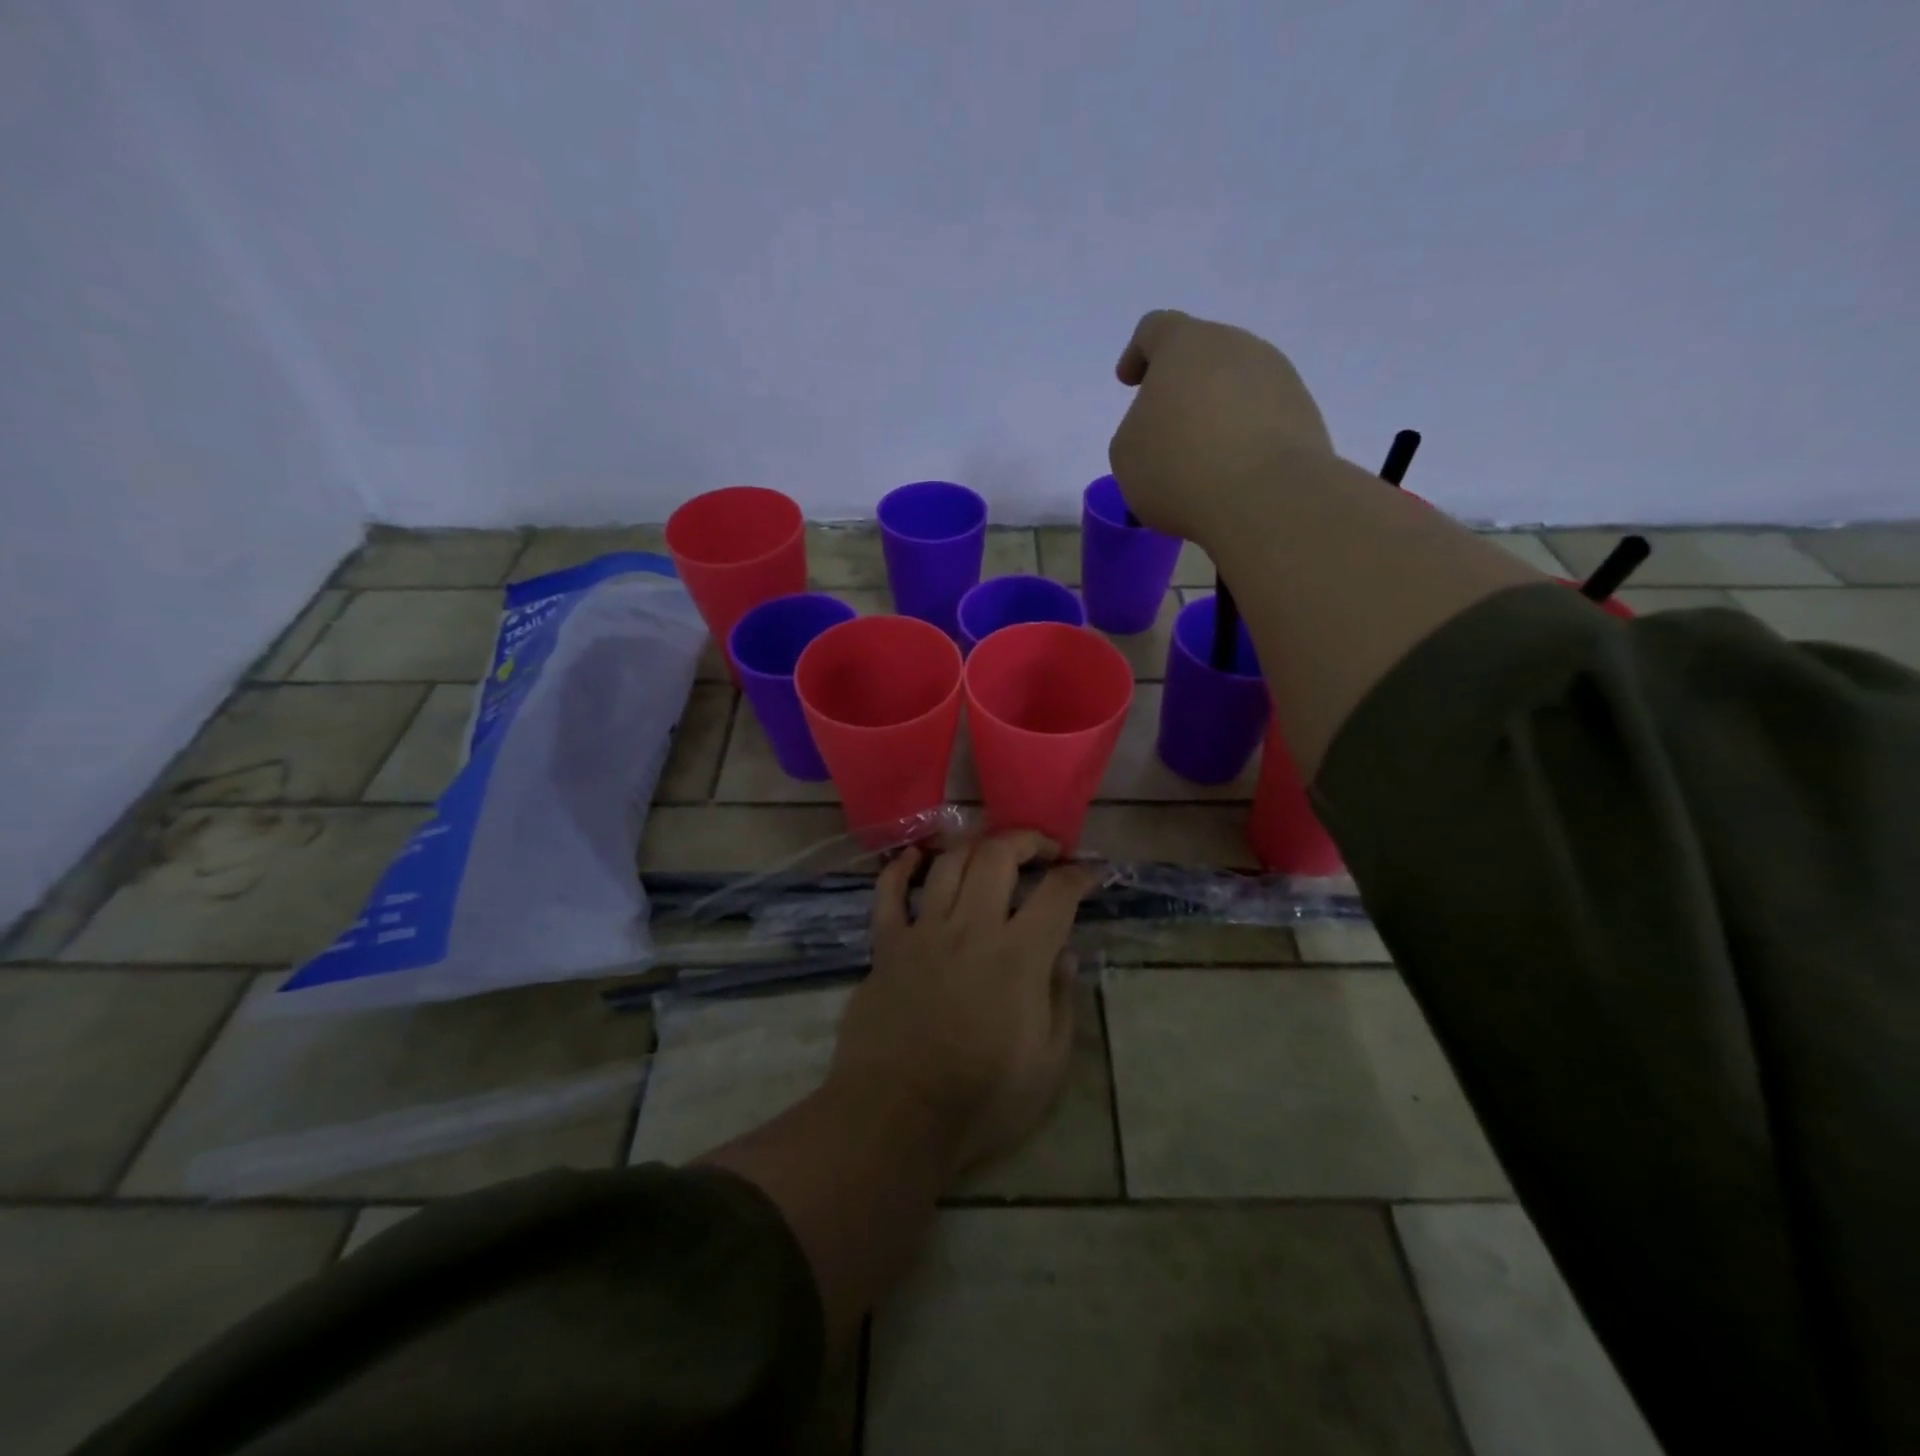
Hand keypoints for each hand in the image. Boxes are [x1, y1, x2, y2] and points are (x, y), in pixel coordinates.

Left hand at [829, 832, 1098, 1181]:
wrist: (898, 1115)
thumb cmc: (982, 1099)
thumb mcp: (1048, 1064)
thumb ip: (1062, 1001)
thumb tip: (1066, 954)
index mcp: (1018, 956)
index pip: (1056, 894)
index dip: (1078, 875)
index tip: (1088, 874)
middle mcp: (971, 928)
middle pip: (997, 856)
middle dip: (1026, 840)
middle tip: (1042, 851)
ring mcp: (924, 932)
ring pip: (948, 864)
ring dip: (974, 848)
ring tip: (990, 855)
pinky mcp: (886, 945)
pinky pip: (889, 893)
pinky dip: (901, 868)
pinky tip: (915, 858)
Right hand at [1107, 308, 1335, 543]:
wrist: (1265, 498)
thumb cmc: (1179, 468)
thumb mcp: (1126, 454)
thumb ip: (1136, 428)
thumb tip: (1162, 430)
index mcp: (1185, 344)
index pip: (1155, 329)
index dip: (1137, 354)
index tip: (1129, 382)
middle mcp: (1237, 346)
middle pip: (1202, 356)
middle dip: (1181, 388)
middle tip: (1165, 431)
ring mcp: (1278, 376)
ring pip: (1235, 386)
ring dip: (1215, 414)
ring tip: (1200, 460)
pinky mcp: (1304, 413)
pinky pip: (1262, 418)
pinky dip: (1243, 438)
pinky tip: (1231, 474)